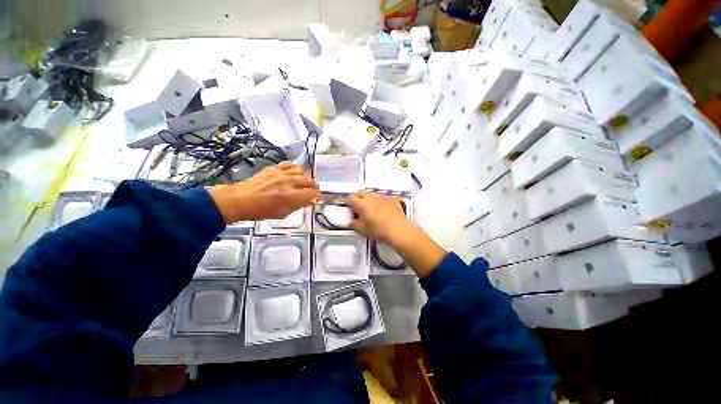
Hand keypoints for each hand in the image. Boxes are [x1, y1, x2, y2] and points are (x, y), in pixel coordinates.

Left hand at [208, 162, 320, 223]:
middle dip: (315, 187)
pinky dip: (295, 168)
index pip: (312, 194)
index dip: (318, 196)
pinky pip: (289, 164)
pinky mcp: (274, 168)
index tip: (319, 199)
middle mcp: (288, 182)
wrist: (240, 200)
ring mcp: (281, 173)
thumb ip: (298, 206)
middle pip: (309, 181)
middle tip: (314, 191)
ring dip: (306, 177)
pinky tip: (295, 173)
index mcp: (291, 196)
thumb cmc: (261, 211)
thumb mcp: (282, 213)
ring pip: (301, 171)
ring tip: (305, 182)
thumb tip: (308, 201)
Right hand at [348, 190, 445, 277]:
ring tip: (373, 209)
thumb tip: (352, 221)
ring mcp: (383, 197)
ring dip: (371, 199)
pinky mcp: (392, 199)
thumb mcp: (362, 230)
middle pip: (361, 192)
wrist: (398, 230)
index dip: (348, 202)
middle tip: (359, 207)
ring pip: (373, 194)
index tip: (349, 207)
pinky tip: (385, 210)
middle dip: (358, 197)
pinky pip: (384, 197)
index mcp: (362, 204)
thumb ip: (354, 224)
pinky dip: (382, 202)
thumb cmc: (378, 230)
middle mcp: (371, 197)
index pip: (350, 198)